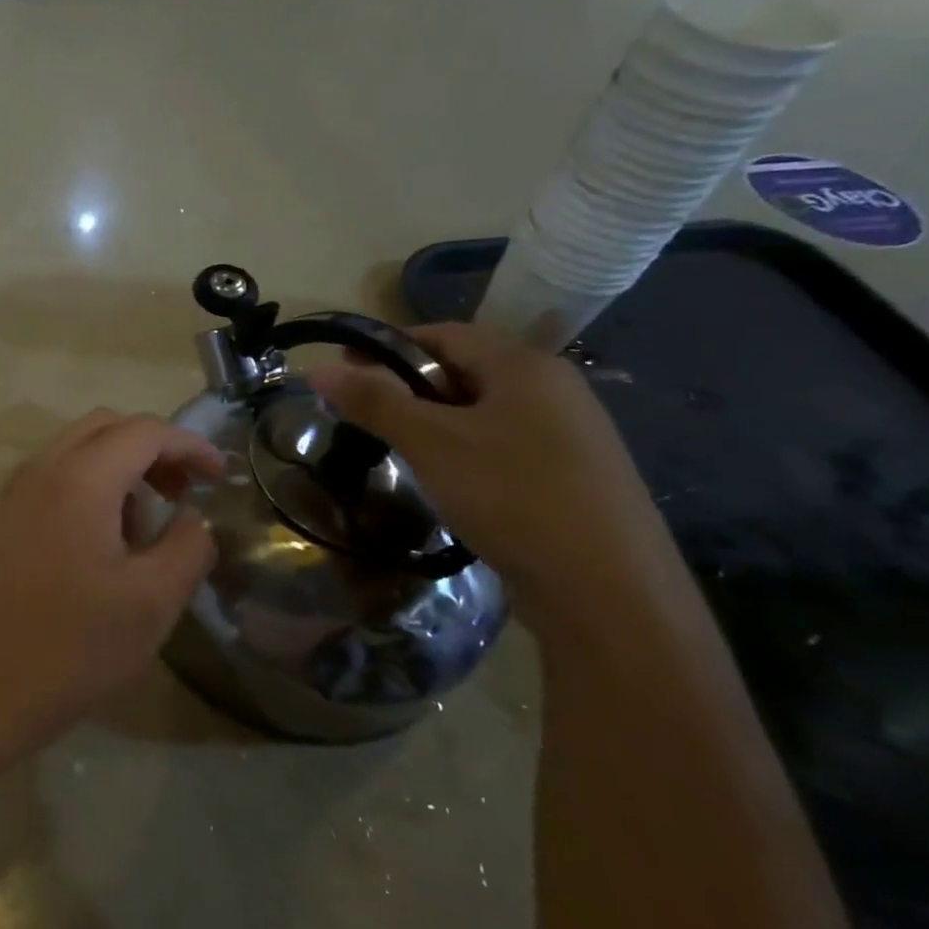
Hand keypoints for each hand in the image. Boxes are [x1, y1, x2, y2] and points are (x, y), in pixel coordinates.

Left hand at [0, 411, 221, 766]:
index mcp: (79, 478)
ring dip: (116, 470)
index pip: (143, 431)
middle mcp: (39, 470)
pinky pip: (47, 481)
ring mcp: (9, 494)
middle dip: (151, 449)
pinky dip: (84, 489)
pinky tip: (95, 547)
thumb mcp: (151, 603)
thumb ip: (187, 547)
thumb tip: (192, 518)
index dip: (189, 445)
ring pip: (72, 452)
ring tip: (140, 530)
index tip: (220, 476)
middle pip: (103, 427)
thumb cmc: (69, 647)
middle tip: (181, 492)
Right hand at [306, 323, 696, 651]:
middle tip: (366, 413)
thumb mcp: (431, 443)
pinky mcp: (577, 477)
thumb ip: (374, 401)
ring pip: (485, 411)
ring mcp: (573, 435)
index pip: (443, 334)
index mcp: (524, 366)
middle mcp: (555, 389)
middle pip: (466, 370)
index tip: (344, 368)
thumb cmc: (512, 496)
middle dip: (409, 386)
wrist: (610, 594)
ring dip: (437, 421)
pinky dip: (467, 450)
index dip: (388, 346)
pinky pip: (507, 444)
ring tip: (401, 449)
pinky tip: (450, 482)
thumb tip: (318, 368)